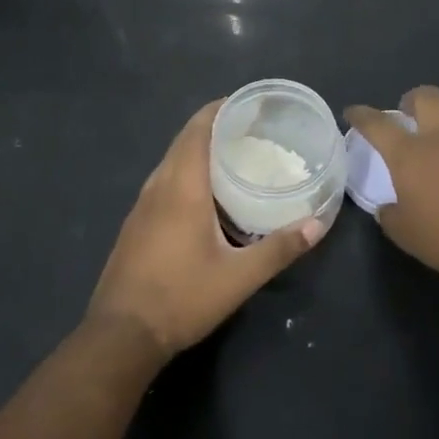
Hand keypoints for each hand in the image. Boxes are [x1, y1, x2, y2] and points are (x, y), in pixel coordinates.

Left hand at [88, 100, 321, 355]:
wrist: (122, 334)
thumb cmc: (182, 298)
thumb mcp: (239, 277)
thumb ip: (279, 249)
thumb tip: (317, 225)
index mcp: (182, 188)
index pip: (197, 130)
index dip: (219, 110)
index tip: (246, 103)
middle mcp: (158, 187)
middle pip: (183, 141)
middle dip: (213, 126)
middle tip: (249, 128)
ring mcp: (141, 205)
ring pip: (171, 162)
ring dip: (197, 149)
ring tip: (232, 154)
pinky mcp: (135, 224)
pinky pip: (163, 182)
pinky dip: (185, 171)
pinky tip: (205, 194)